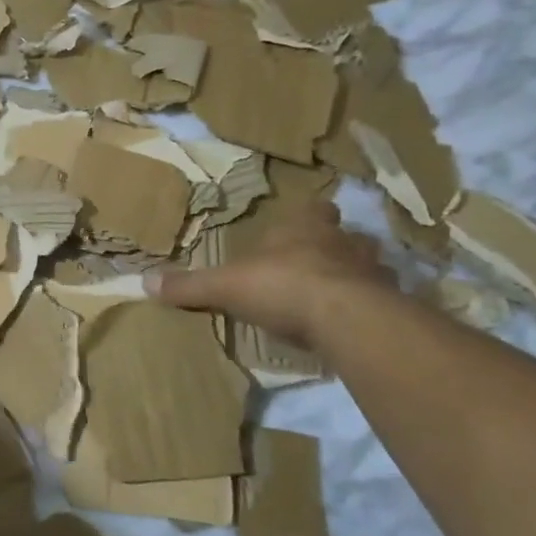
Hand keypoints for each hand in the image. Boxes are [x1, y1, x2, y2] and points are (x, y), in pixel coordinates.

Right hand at [146, 202, 390, 350]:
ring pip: (370, 266)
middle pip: (346, 235)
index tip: (301, 228)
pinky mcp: (391, 305)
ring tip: (341, 296)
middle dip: (336, 247)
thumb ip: (190, 286)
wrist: (345, 318)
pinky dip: (372, 309)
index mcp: (304, 228)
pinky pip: (383, 302)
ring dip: (358, 277)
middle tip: (319, 264)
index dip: (308, 218)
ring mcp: (373, 272)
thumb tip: (144, 282)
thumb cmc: (282, 286)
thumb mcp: (225, 287)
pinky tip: (357, 325)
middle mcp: (343, 242)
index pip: (313, 210)